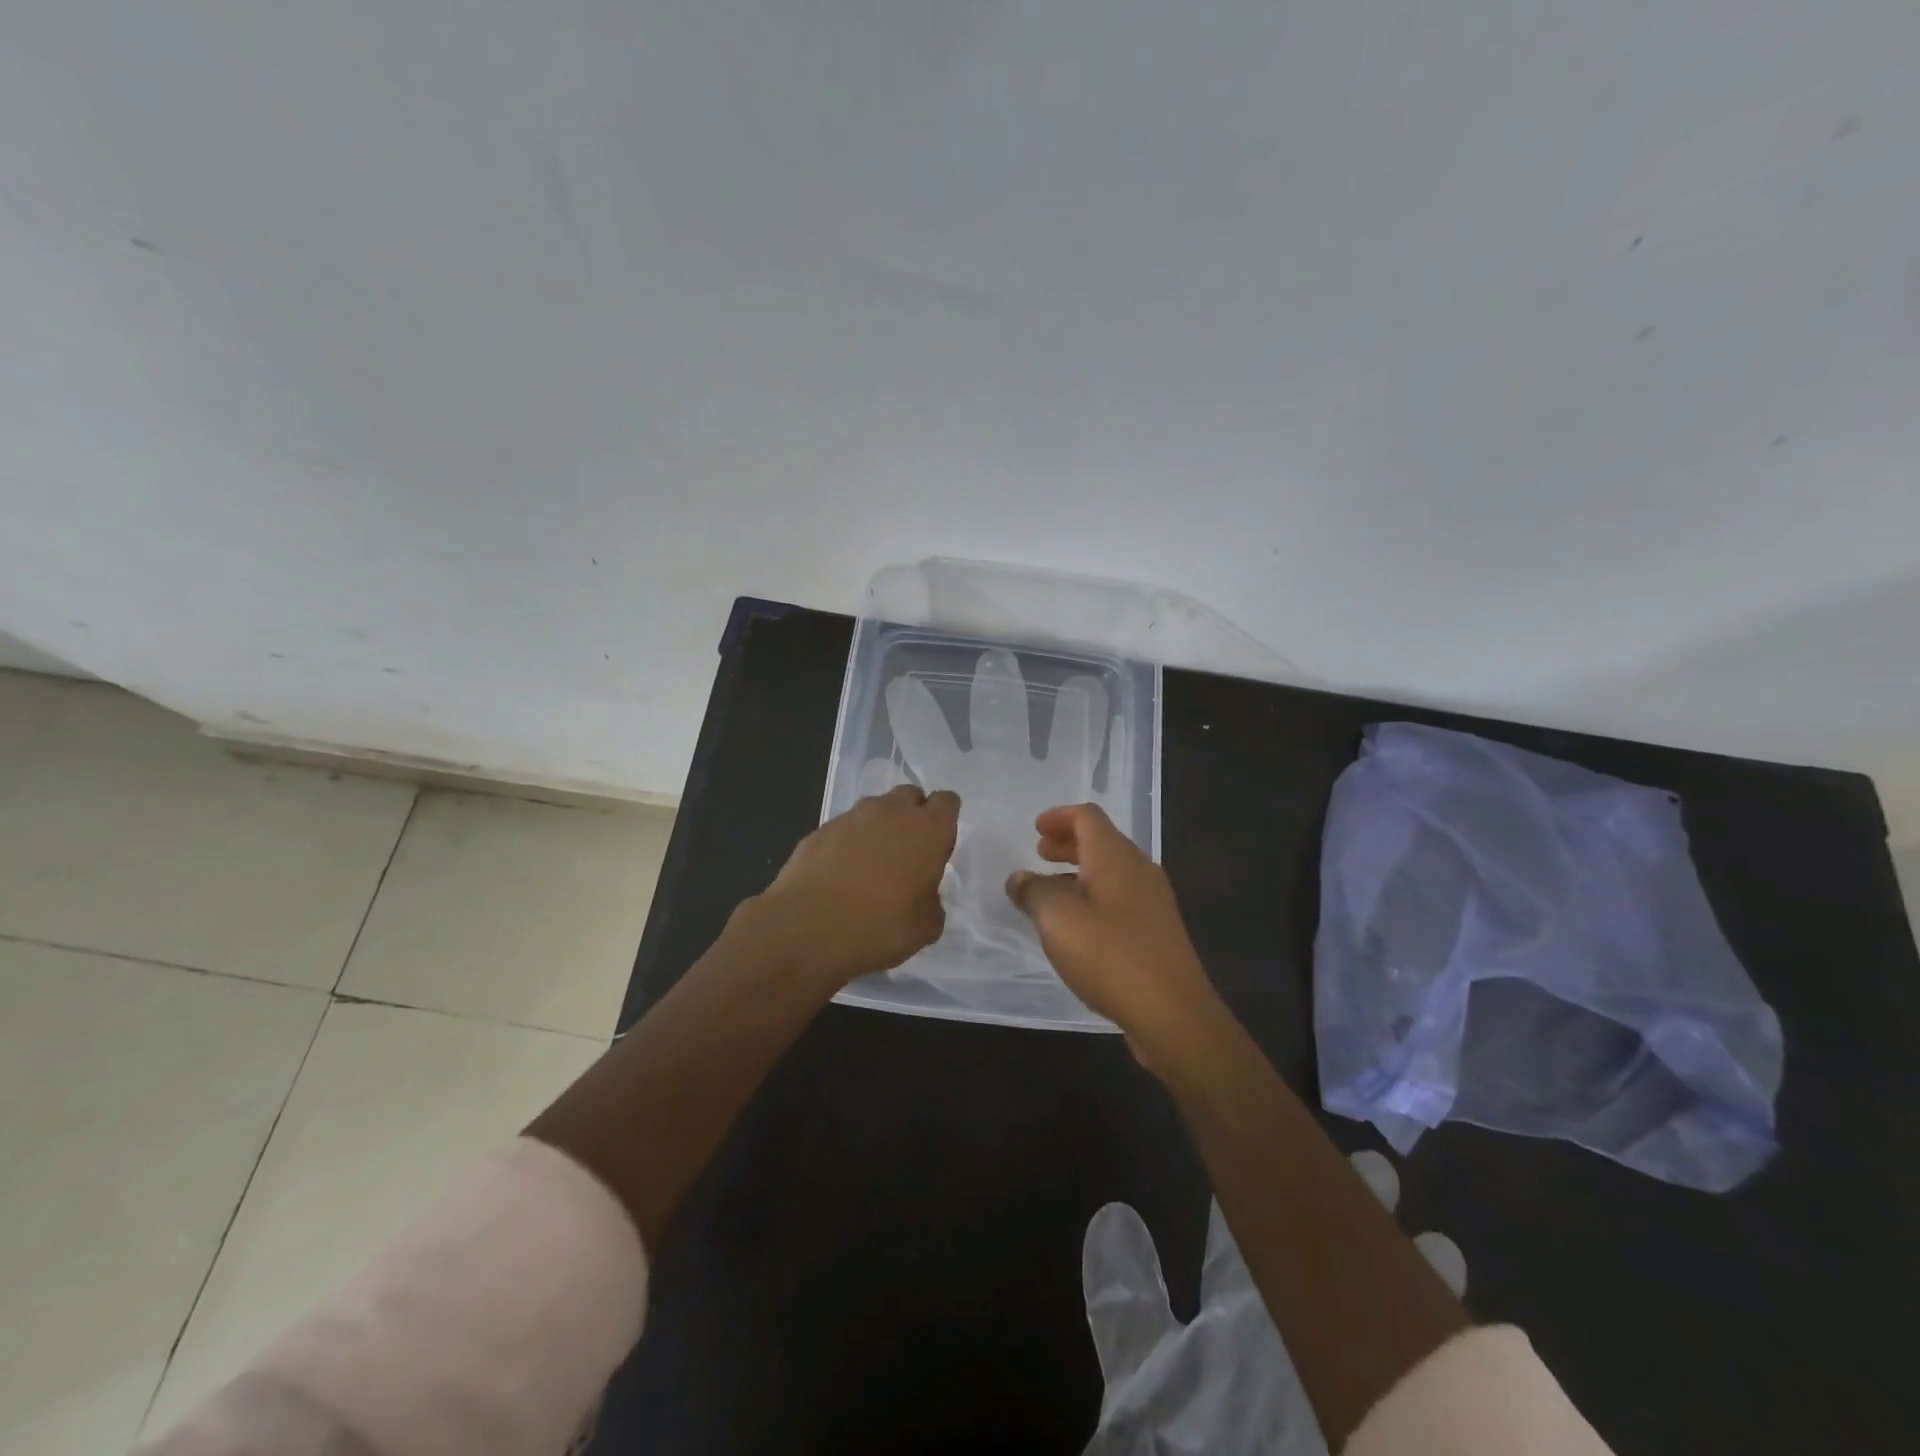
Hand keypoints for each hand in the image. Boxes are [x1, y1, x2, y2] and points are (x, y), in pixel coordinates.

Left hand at [755, 784, 960, 987]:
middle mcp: (892, 812)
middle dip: (912, 816)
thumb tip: (922, 897)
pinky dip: (847, 844)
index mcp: (928, 830)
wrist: (807, 928)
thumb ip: (932, 903)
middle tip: (906, 854)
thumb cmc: (879, 927)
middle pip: (910, 796)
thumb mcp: (925, 928)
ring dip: (878, 828)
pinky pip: (844, 828)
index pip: (947, 802)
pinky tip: (839, 875)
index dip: (944, 821)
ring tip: (870, 867)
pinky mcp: (820, 829)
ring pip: (875, 809)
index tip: (937, 848)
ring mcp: (852, 817)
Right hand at [1006, 804, 1215, 1064]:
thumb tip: (1020, 878)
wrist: (1173, 1013)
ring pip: (1111, 871)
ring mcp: (1153, 901)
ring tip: (1051, 890)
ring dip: (1079, 871)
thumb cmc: (1110, 955)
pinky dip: (1094, 896)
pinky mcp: (1157, 931)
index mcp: (1115, 857)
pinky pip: (1120, 897)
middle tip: (1039, 853)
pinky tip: (1078, 925)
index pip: (1088, 816)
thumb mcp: (1057, 919)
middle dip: (1068, 843)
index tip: (1036, 829)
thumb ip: (1033, 891)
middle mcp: (1139, 870)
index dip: (1059, 816)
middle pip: (1101, 841)